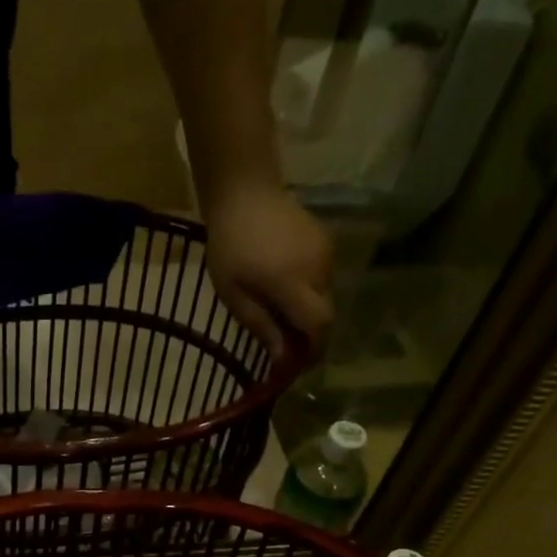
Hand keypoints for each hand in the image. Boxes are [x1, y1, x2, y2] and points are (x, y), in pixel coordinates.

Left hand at [202, 180, 333, 364]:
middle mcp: (318, 270)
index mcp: (293, 284)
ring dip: (307, 313)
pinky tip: (285, 291)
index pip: (319, 326)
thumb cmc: (229, 246)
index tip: (299, 365)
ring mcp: (326, 253)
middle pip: (325, 315)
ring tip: (281, 316)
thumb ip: (261, 327)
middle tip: (286, 346)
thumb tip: (282, 359)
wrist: (245, 191)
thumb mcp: (234, 295)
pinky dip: (308, 293)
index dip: (313, 350)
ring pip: (325, 298)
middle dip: (309, 336)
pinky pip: (323, 279)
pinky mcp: (326, 242)